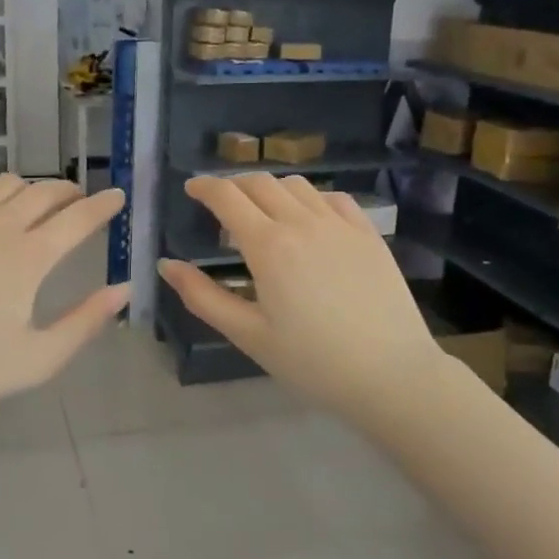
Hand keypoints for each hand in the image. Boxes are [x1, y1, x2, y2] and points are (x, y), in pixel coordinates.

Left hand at [0, 176, 127, 425]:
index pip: (78, 218)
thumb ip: (86, 321)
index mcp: (30, 257)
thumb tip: (123, 288)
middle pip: (44, 192)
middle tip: (81, 201)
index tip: (118, 196)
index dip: (103, 205)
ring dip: (31, 188)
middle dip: (70, 191)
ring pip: (5, 184)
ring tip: (37, 203)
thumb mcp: (39, 358)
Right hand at [158, 175, 441, 418]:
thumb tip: (167, 265)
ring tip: (263, 212)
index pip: (227, 196)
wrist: (391, 375)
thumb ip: (203, 297)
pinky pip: (334, 198)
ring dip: (270, 189)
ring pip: (297, 186)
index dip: (204, 187)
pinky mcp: (368, 234)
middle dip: (233, 185)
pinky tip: (308, 218)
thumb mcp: (248, 335)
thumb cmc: (312, 362)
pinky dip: (310, 198)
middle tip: (221, 203)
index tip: (191, 188)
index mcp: (268, 246)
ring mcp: (340, 224)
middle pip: (259, 183)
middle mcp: (303, 222)